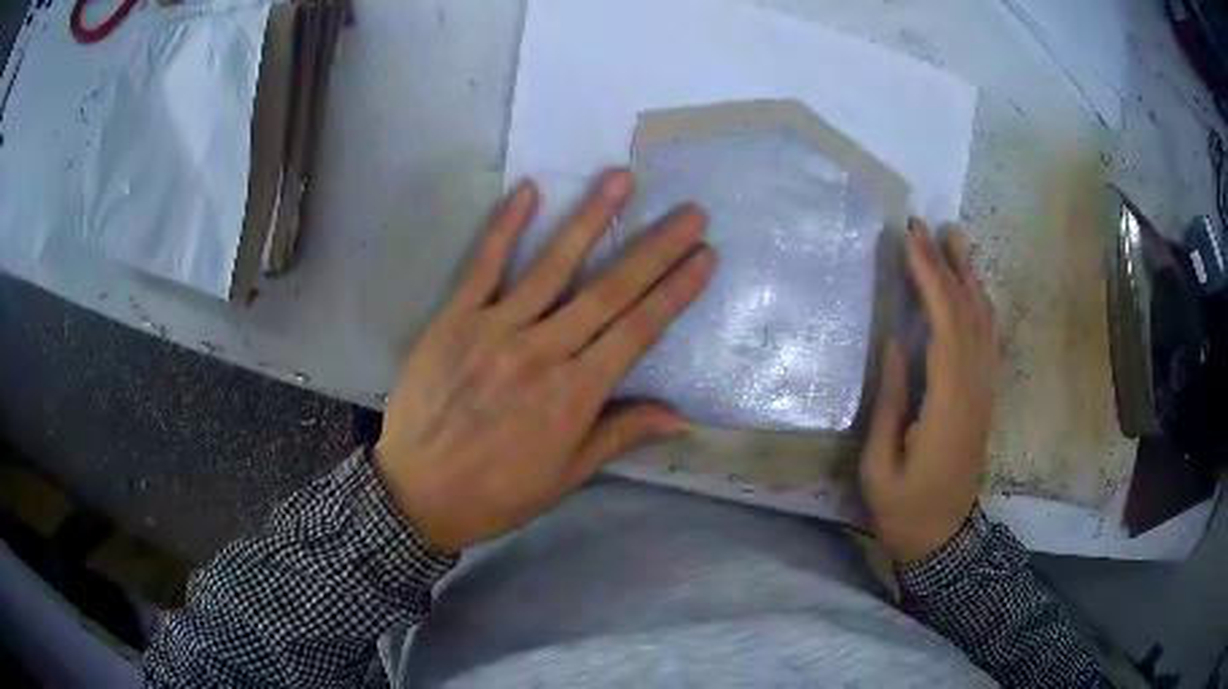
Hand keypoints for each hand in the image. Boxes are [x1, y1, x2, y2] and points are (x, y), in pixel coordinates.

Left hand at [374, 169, 715, 553]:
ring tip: (621, 179)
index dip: (675, 291)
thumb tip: (683, 417)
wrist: (419, 493)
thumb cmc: (499, 491)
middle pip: (609, 290)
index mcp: (575, 394)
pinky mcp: (453, 320)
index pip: (638, 330)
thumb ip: (621, 434)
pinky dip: (504, 227)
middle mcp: (542, 352)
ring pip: (552, 266)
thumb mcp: (567, 475)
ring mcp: (495, 329)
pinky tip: (528, 190)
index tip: (705, 256)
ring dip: (590, 218)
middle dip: (655, 248)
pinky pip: (482, 267)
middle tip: (690, 213)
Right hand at [861, 220, 998, 563]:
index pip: (946, 326)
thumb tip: (895, 343)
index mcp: (949, 405)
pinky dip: (980, 305)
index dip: (931, 278)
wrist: (943, 538)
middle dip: (948, 266)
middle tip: (927, 226)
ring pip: (985, 323)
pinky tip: (972, 288)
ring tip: (955, 240)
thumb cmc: (904, 508)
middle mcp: (975, 389)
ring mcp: (985, 392)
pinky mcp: (985, 397)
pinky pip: (989, 340)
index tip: (911, 240)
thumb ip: (891, 402)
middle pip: (969, 314)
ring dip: (970, 278)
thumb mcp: (880, 466)